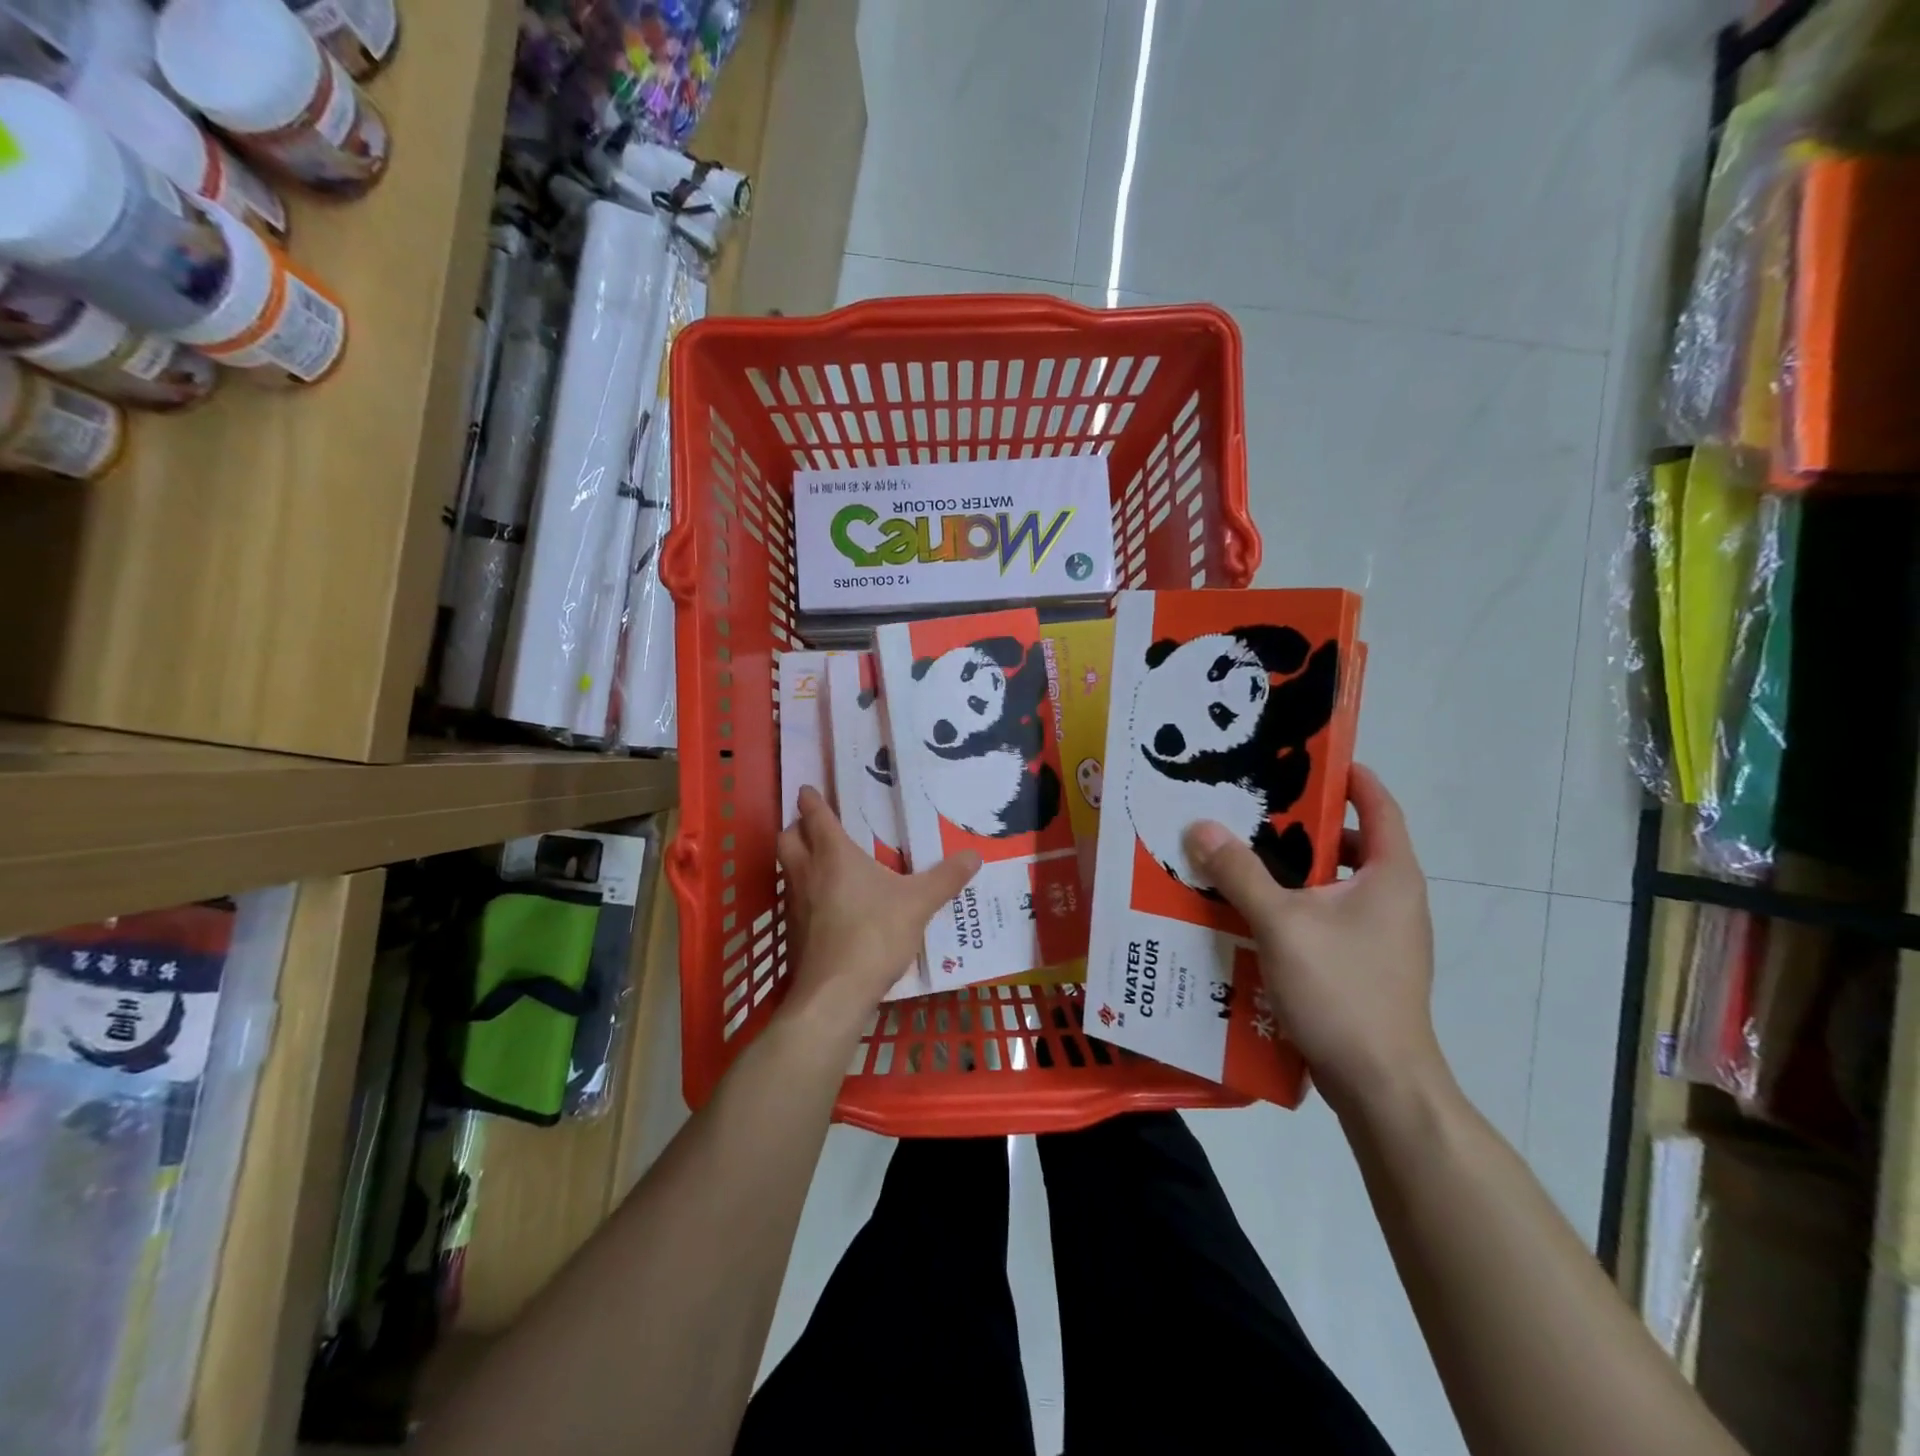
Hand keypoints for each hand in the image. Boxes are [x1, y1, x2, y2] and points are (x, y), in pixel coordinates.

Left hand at [777, 786, 980, 1032]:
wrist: (835, 992)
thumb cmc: (875, 934)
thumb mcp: (918, 903)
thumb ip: (945, 878)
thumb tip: (974, 856)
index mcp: (834, 854)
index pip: (816, 816)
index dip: (811, 800)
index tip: (808, 789)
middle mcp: (807, 872)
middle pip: (787, 838)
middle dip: (797, 828)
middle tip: (815, 827)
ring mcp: (795, 903)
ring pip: (786, 868)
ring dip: (797, 859)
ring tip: (822, 862)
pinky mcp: (793, 931)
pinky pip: (793, 898)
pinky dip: (804, 891)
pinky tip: (826, 904)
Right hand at [1183, 764, 1446, 1116]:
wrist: (1382, 1085)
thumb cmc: (1342, 991)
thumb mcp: (1282, 924)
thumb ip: (1240, 873)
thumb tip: (1201, 827)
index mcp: (1390, 876)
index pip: (1379, 806)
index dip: (1350, 777)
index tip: (1308, 758)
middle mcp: (1393, 899)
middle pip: (1350, 845)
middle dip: (1301, 826)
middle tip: (1250, 811)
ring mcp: (1382, 937)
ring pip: (1333, 886)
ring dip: (1291, 871)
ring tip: (1240, 860)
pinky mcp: (1364, 967)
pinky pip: (1326, 919)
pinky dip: (1293, 907)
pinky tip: (1250, 915)